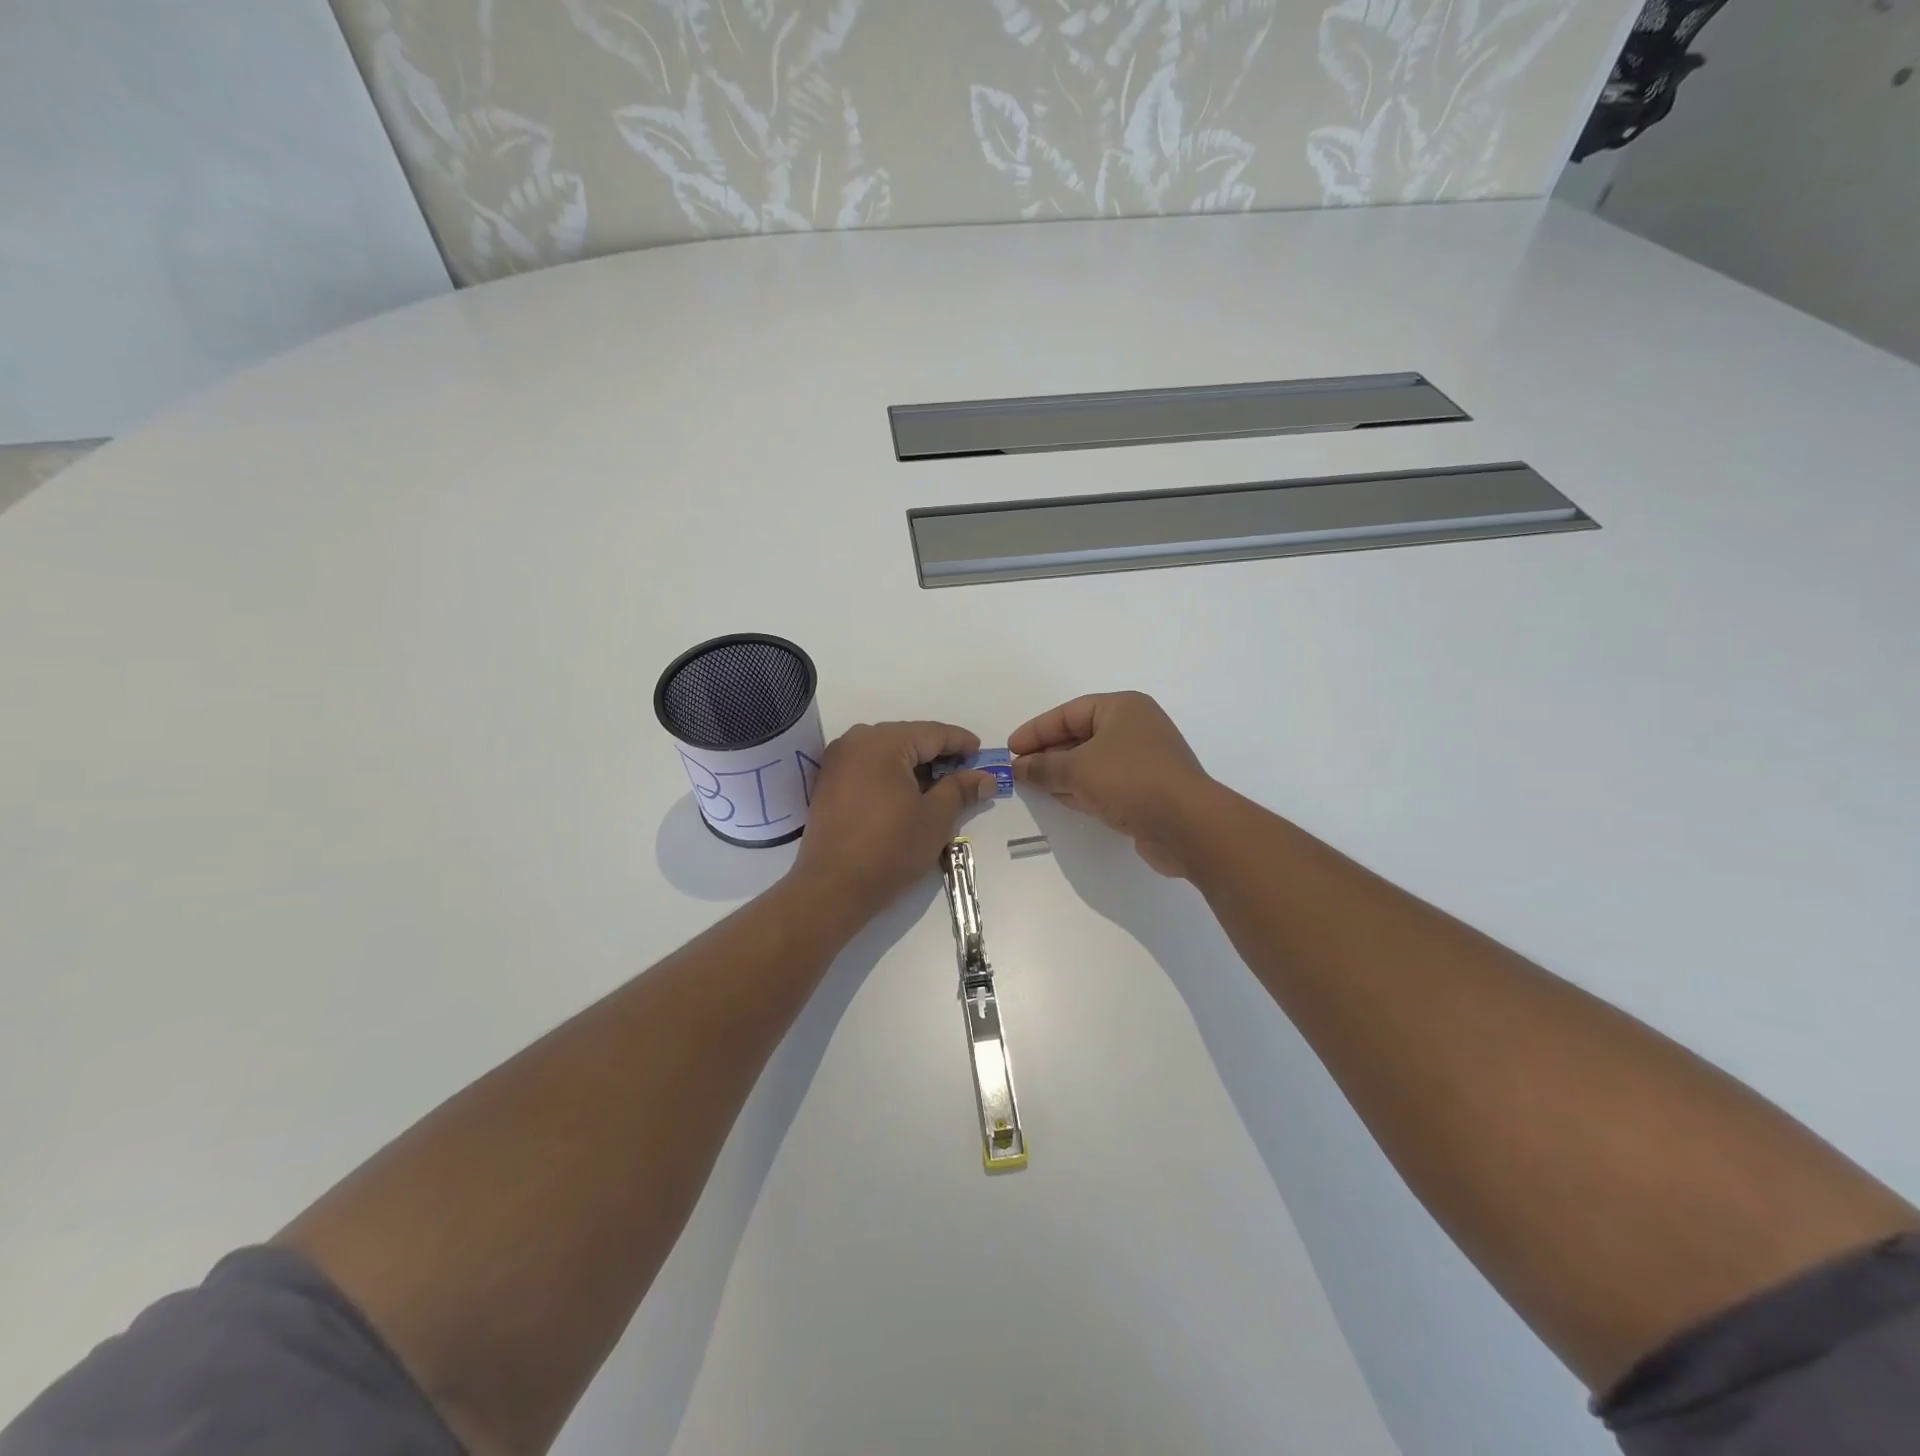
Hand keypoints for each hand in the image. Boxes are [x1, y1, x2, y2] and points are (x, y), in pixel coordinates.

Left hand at [790, 721, 997, 923]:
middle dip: (937, 753)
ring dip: (914, 765)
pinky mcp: (828, 784)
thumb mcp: (936, 817)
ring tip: (940, 784)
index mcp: (883, 742)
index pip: (932, 733)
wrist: (834, 887)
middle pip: (907, 738)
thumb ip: (961, 789)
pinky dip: (891, 775)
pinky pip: (868, 767)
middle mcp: (855, 742)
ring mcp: (837, 762)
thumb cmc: (891, 847)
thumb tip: (986, 779)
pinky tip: (908, 793)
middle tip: (965, 770)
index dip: (960, 742)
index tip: (981, 752)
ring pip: (886, 752)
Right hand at [1009, 692, 1213, 876]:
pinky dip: (1082, 789)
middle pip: (1081, 736)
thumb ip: (1044, 767)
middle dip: (1048, 753)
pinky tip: (1060, 800)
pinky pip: (1105, 784)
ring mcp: (1144, 761)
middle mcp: (1136, 728)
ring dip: (1063, 774)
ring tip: (1032, 786)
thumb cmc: (1130, 780)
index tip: (1010, 748)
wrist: (1186, 825)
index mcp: (1123, 708)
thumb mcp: (1077, 769)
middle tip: (1018, 770)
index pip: (1069, 713)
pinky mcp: (1147, 791)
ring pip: (1092, 762)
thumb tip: (1018, 767)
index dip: (1037, 730)